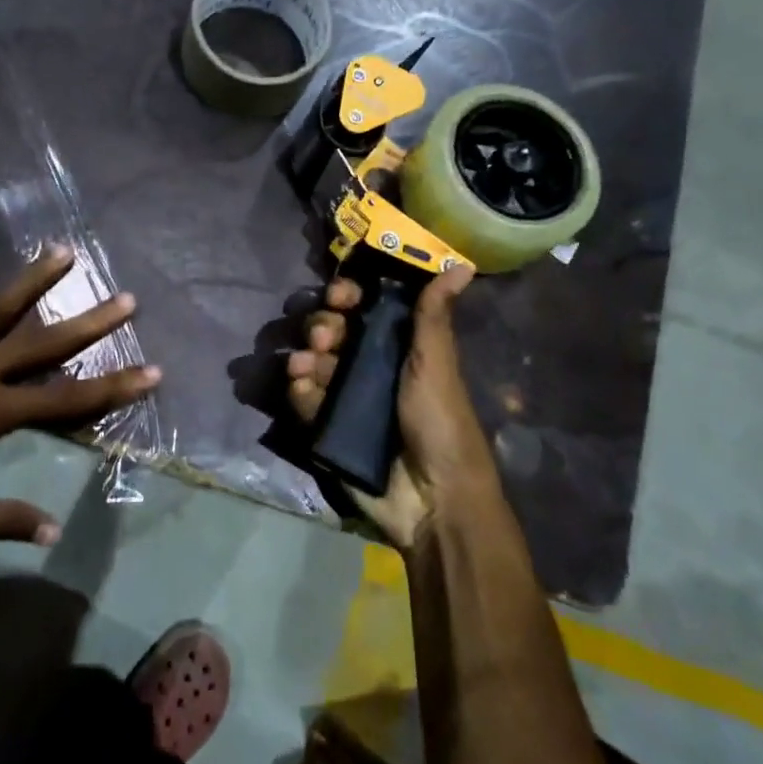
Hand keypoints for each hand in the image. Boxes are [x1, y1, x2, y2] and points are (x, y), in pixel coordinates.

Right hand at [286, 266, 499, 549]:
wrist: (433, 499)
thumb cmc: (440, 423)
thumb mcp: (436, 364)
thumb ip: (434, 315)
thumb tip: (462, 264)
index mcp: (397, 347)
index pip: (363, 309)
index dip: (347, 297)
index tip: (340, 296)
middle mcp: (368, 367)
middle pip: (331, 331)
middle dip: (322, 327)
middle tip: (325, 338)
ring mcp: (344, 398)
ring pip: (312, 362)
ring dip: (305, 357)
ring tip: (307, 367)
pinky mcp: (326, 428)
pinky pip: (304, 400)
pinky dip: (300, 393)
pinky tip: (305, 394)